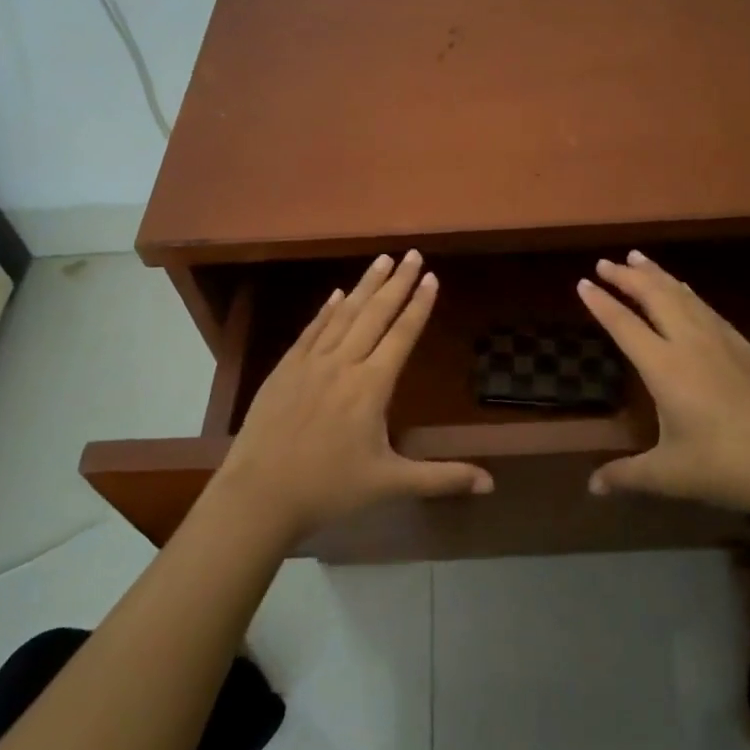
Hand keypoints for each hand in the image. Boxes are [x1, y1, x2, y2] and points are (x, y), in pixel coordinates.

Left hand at [217, 250, 492, 543]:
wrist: (259, 495)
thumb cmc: (329, 489)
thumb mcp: (390, 485)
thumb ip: (441, 478)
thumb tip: (491, 484)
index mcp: (371, 386)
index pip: (402, 335)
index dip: (419, 305)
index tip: (431, 277)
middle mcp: (343, 364)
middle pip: (375, 314)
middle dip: (397, 282)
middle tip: (413, 254)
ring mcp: (310, 363)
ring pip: (344, 315)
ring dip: (365, 286)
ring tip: (382, 260)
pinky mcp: (284, 369)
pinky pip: (311, 330)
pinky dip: (327, 309)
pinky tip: (337, 294)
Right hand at [576, 250, 749, 519]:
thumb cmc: (725, 467)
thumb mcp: (668, 475)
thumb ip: (626, 475)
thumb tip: (591, 487)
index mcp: (665, 368)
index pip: (624, 325)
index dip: (602, 303)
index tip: (582, 282)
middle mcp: (690, 344)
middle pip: (654, 297)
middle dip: (627, 276)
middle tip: (604, 262)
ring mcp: (722, 341)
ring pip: (683, 295)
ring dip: (657, 275)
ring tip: (638, 258)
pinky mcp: (746, 347)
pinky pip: (707, 308)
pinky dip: (687, 292)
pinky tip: (685, 290)